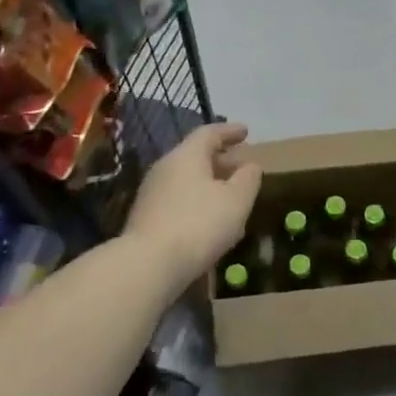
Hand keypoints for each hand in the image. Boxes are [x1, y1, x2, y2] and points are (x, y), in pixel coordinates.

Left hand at [126, 122, 261, 287]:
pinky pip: (177, 199)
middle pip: (195, 155)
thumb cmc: (200, 224)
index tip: (246, 132)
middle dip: (220, 159)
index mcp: (187, 156)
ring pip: (186, 179)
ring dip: (208, 182)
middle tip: (241, 166)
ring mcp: (151, 193)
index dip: (229, 131)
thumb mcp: (237, 200)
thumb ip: (248, 179)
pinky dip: (196, 200)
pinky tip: (208, 219)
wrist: (149, 264)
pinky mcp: (146, 217)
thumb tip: (250, 165)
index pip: (209, 133)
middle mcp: (165, 167)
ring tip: (228, 195)